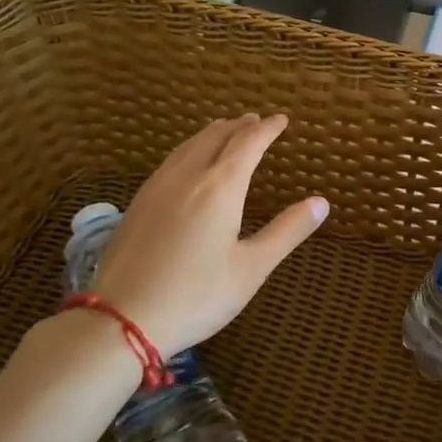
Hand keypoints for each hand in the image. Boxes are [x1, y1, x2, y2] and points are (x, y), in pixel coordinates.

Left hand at [88, 113, 327, 359]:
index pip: (248, 143)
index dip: (267, 128)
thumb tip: (321, 202)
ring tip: (226, 130)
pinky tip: (188, 162)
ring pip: (189, 145)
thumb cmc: (196, 296)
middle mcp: (188, 177)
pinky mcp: (137, 203)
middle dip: (239, 126)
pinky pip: (170, 160)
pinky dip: (190, 149)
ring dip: (212, 133)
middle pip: (216, 136)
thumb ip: (287, 231)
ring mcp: (157, 188)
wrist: (120, 321)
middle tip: (256, 121)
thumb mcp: (252, 268)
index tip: (282, 120)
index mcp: (220, 188)